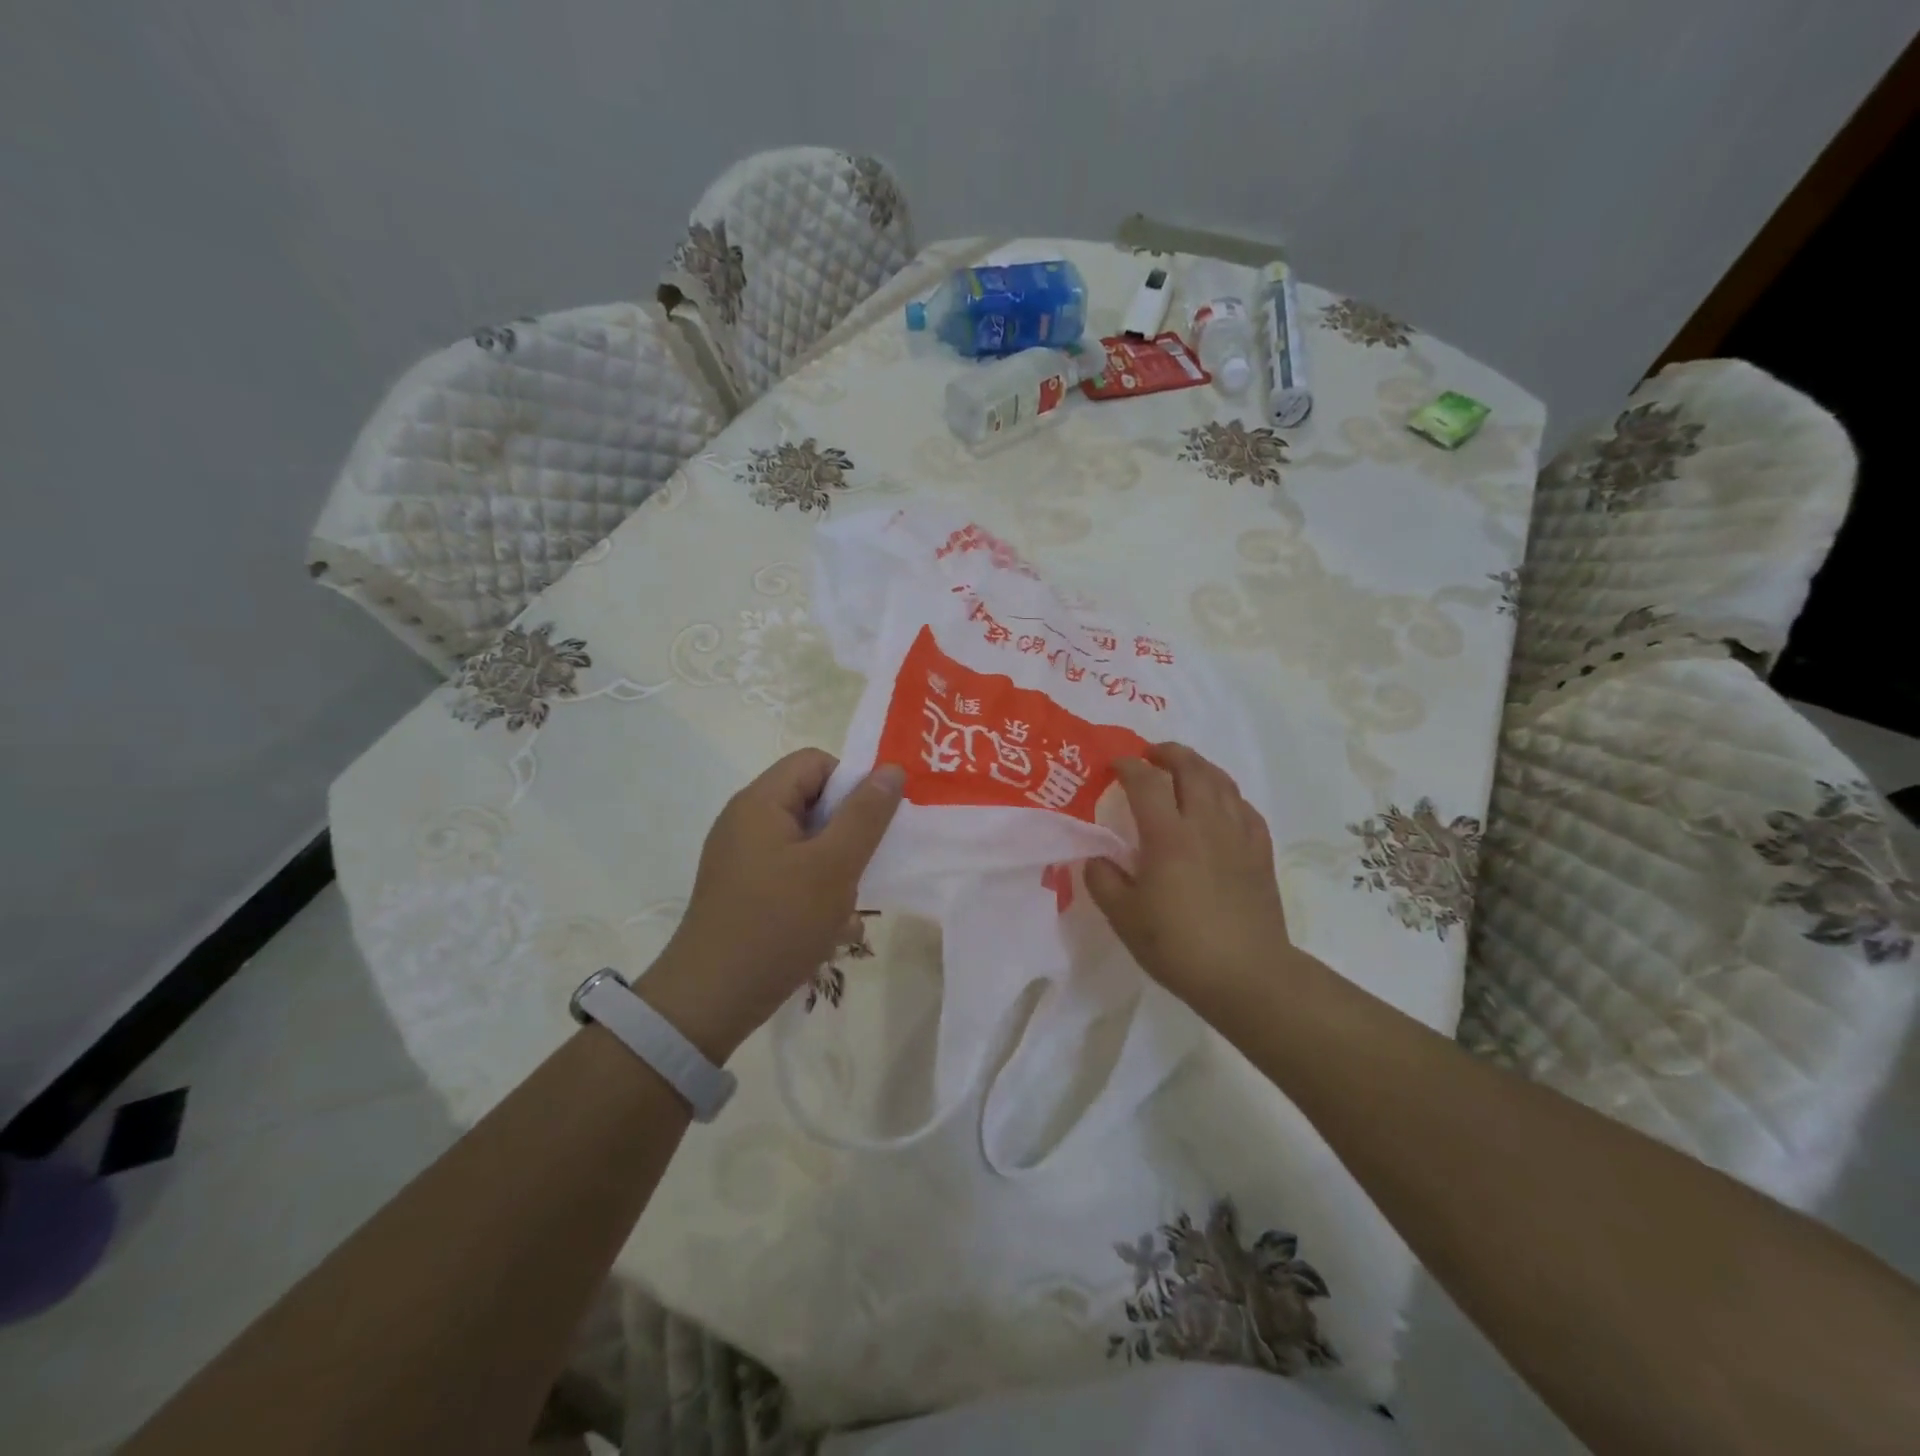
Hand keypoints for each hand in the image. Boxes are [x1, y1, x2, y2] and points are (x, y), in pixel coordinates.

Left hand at [638, 750, 904, 1061]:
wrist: (710, 1000)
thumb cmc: (778, 923)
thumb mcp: (834, 866)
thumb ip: (866, 815)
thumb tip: (891, 769)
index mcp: (760, 802)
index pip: (816, 762)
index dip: (852, 783)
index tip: (874, 825)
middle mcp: (745, 820)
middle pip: (811, 800)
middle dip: (846, 831)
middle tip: (864, 867)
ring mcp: (740, 856)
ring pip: (805, 840)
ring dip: (835, 866)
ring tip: (847, 905)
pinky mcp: (742, 888)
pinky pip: (789, 870)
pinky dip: (814, 888)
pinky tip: (828, 926)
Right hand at [1085, 743, 1292, 1005]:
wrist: (1247, 975)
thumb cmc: (1179, 946)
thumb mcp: (1124, 917)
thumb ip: (1102, 880)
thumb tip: (1098, 858)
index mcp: (1168, 835)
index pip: (1146, 782)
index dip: (1127, 766)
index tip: (1113, 765)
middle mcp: (1206, 824)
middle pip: (1191, 768)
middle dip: (1168, 754)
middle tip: (1150, 755)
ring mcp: (1238, 835)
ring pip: (1221, 782)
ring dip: (1199, 767)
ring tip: (1183, 770)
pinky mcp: (1260, 852)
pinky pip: (1244, 807)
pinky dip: (1226, 795)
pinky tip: (1219, 805)